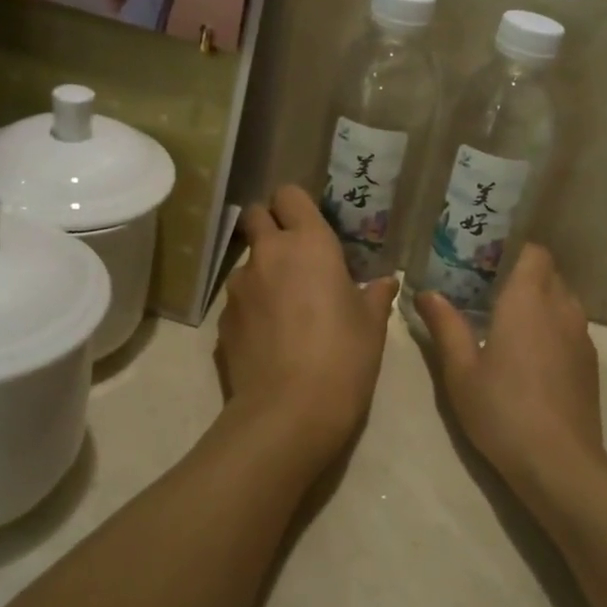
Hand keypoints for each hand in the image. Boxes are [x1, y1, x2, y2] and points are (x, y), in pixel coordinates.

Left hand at [217, 185, 398, 468]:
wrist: (289, 412)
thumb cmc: (343, 357)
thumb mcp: (372, 325)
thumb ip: (376, 295)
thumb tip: (384, 282)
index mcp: (309, 244)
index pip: (289, 195)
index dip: (297, 205)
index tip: (310, 225)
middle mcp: (268, 254)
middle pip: (256, 215)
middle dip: (270, 225)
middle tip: (294, 255)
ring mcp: (239, 286)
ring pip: (247, 261)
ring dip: (263, 270)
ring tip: (285, 305)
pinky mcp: (222, 319)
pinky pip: (238, 299)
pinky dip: (252, 307)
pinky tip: (269, 337)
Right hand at [416, 246, 605, 505]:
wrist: (559, 463)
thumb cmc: (502, 409)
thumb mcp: (461, 370)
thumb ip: (445, 326)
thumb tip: (426, 293)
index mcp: (528, 299)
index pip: (533, 251)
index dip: (512, 250)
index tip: (485, 261)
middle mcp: (560, 307)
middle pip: (548, 272)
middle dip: (521, 274)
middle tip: (487, 290)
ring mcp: (581, 336)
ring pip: (562, 299)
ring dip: (539, 301)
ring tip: (507, 321)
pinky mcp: (589, 363)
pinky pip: (570, 327)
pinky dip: (552, 326)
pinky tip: (530, 355)